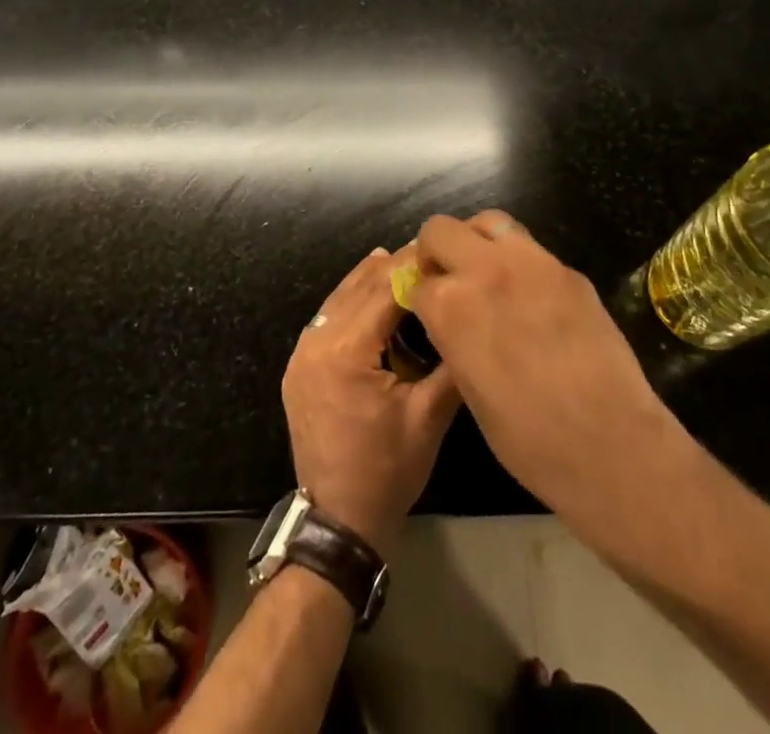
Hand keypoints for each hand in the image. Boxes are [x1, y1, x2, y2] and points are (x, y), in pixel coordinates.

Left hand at [282, 248, 461, 555]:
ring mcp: (302, 354)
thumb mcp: (428, 417)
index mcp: (346, 351)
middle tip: (427, 250)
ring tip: (402, 260)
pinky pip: (327, 319)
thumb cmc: (388, 471)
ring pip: (339, 299)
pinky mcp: (299, 367)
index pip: (383, 291)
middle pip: (359, 289)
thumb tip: (469, 318)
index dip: (413, 266)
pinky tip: (370, 293)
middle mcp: (317, 342)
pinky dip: (351, 301)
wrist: (339, 521)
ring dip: (370, 280)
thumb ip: (449, 364)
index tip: (440, 248)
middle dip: (393, 267)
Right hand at [406, 212, 694, 534]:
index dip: (420, 297)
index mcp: (451, 306)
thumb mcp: (468, 389)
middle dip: (435, 252)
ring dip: (477, 242)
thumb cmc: (529, 439)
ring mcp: (531, 262)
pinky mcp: (567, 270)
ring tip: (487, 273)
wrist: (610, 445)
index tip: (428, 311)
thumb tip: (451, 319)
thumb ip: (453, 337)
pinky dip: (518, 262)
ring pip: (489, 222)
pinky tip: (531, 297)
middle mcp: (484, 270)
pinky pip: (530, 249)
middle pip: (440, 230)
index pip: (417, 281)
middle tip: (449, 280)